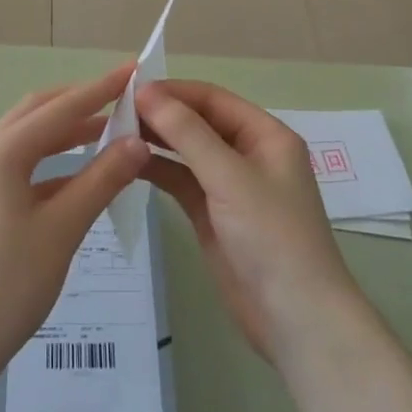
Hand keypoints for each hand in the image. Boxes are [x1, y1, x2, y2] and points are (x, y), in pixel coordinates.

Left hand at [0, 66, 150, 394]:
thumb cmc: (7, 286)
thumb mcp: (62, 230)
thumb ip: (102, 180)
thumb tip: (138, 142)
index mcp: (1, 153)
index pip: (60, 108)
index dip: (100, 89)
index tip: (133, 69)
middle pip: (37, 112)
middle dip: (80, 102)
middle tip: (121, 97)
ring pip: (26, 138)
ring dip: (65, 131)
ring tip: (107, 130)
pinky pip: (18, 164)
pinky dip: (50, 161)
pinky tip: (76, 175)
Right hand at [136, 80, 361, 362]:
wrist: (296, 321)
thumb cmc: (272, 237)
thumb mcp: (229, 177)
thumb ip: (187, 133)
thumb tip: (146, 93)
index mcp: (266, 135)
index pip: (213, 99)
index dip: (173, 91)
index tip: (130, 90)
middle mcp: (249, 154)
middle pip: (199, 122)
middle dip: (162, 115)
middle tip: (115, 112)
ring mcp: (230, 186)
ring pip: (187, 151)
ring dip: (156, 141)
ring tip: (114, 133)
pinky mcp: (214, 215)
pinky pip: (182, 181)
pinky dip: (158, 171)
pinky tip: (129, 163)